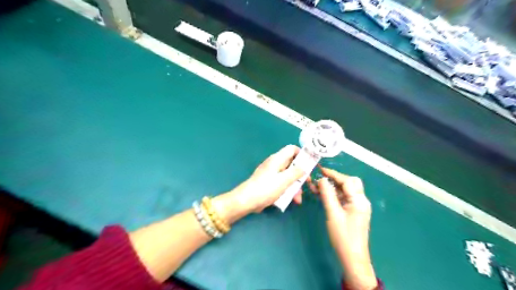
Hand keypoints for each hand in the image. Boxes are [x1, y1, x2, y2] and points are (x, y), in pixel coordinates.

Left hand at [214, 145, 304, 223]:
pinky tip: (291, 200)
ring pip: (288, 176)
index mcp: (278, 159)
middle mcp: (275, 164)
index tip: (310, 163)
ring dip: (294, 186)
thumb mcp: (284, 180)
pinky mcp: (269, 183)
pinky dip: (287, 190)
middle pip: (292, 164)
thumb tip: (304, 166)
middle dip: (300, 175)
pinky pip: (282, 183)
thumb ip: (296, 172)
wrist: (247, 200)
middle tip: (308, 183)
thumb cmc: (266, 188)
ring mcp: (272, 174)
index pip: (292, 149)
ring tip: (298, 199)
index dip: (302, 154)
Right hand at [308, 167, 377, 289]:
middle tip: (320, 178)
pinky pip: (344, 198)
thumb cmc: (343, 236)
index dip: (333, 174)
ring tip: (317, 186)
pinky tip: (323, 195)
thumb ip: (327, 194)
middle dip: (335, 179)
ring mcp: (358, 206)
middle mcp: (361, 200)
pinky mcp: (354, 211)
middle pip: (349, 183)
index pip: (347, 181)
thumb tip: (321, 180)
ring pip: (345, 190)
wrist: (352, 258)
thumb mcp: (333, 213)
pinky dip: (334, 195)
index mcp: (359, 200)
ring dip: (333, 187)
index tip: (320, 170)